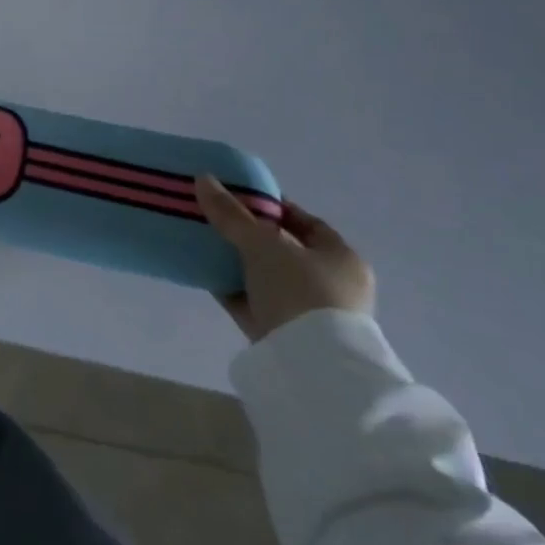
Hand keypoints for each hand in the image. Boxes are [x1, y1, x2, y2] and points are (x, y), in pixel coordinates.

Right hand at [197, 177, 374, 341]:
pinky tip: (204, 274)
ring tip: (204, 243)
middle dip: (249, 235)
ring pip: (265, 278)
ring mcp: (308, 314)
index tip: (239, 197)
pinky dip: (231, 288)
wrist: (309, 367)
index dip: (273, 206)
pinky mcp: (283, 336)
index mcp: (341, 258)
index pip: (305, 222)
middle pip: (283, 250)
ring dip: (237, 263)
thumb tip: (203, 178)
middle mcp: (331, 285)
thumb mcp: (262, 244)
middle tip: (215, 219)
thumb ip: (231, 213)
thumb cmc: (299, 292)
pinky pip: (252, 302)